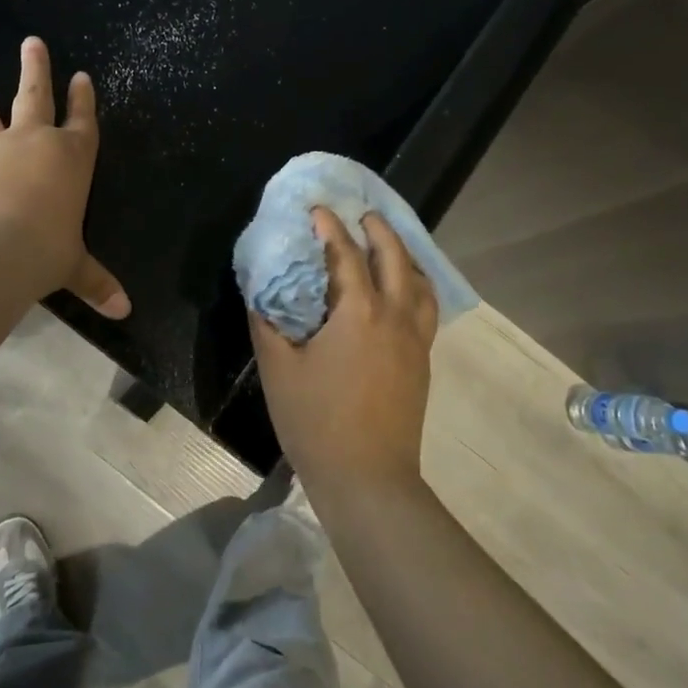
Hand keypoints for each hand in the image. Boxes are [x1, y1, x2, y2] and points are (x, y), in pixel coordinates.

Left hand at [0, 37, 129, 318]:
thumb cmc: (47, 251)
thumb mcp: (75, 267)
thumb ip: (97, 282)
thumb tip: (124, 311)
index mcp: (71, 158)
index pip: (83, 121)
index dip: (83, 98)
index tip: (81, 76)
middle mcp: (32, 143)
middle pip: (35, 96)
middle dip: (35, 68)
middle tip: (32, 42)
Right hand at [249, 208, 438, 494]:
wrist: (368, 478)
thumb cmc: (316, 422)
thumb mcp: (279, 370)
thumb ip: (268, 325)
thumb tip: (262, 294)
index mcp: (358, 312)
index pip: (346, 255)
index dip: (330, 228)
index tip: (318, 209)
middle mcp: (395, 316)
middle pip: (395, 258)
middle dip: (379, 231)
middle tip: (363, 216)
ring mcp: (415, 339)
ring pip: (420, 282)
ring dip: (405, 256)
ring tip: (389, 247)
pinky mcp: (423, 361)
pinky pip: (426, 308)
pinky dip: (416, 286)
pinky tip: (403, 294)